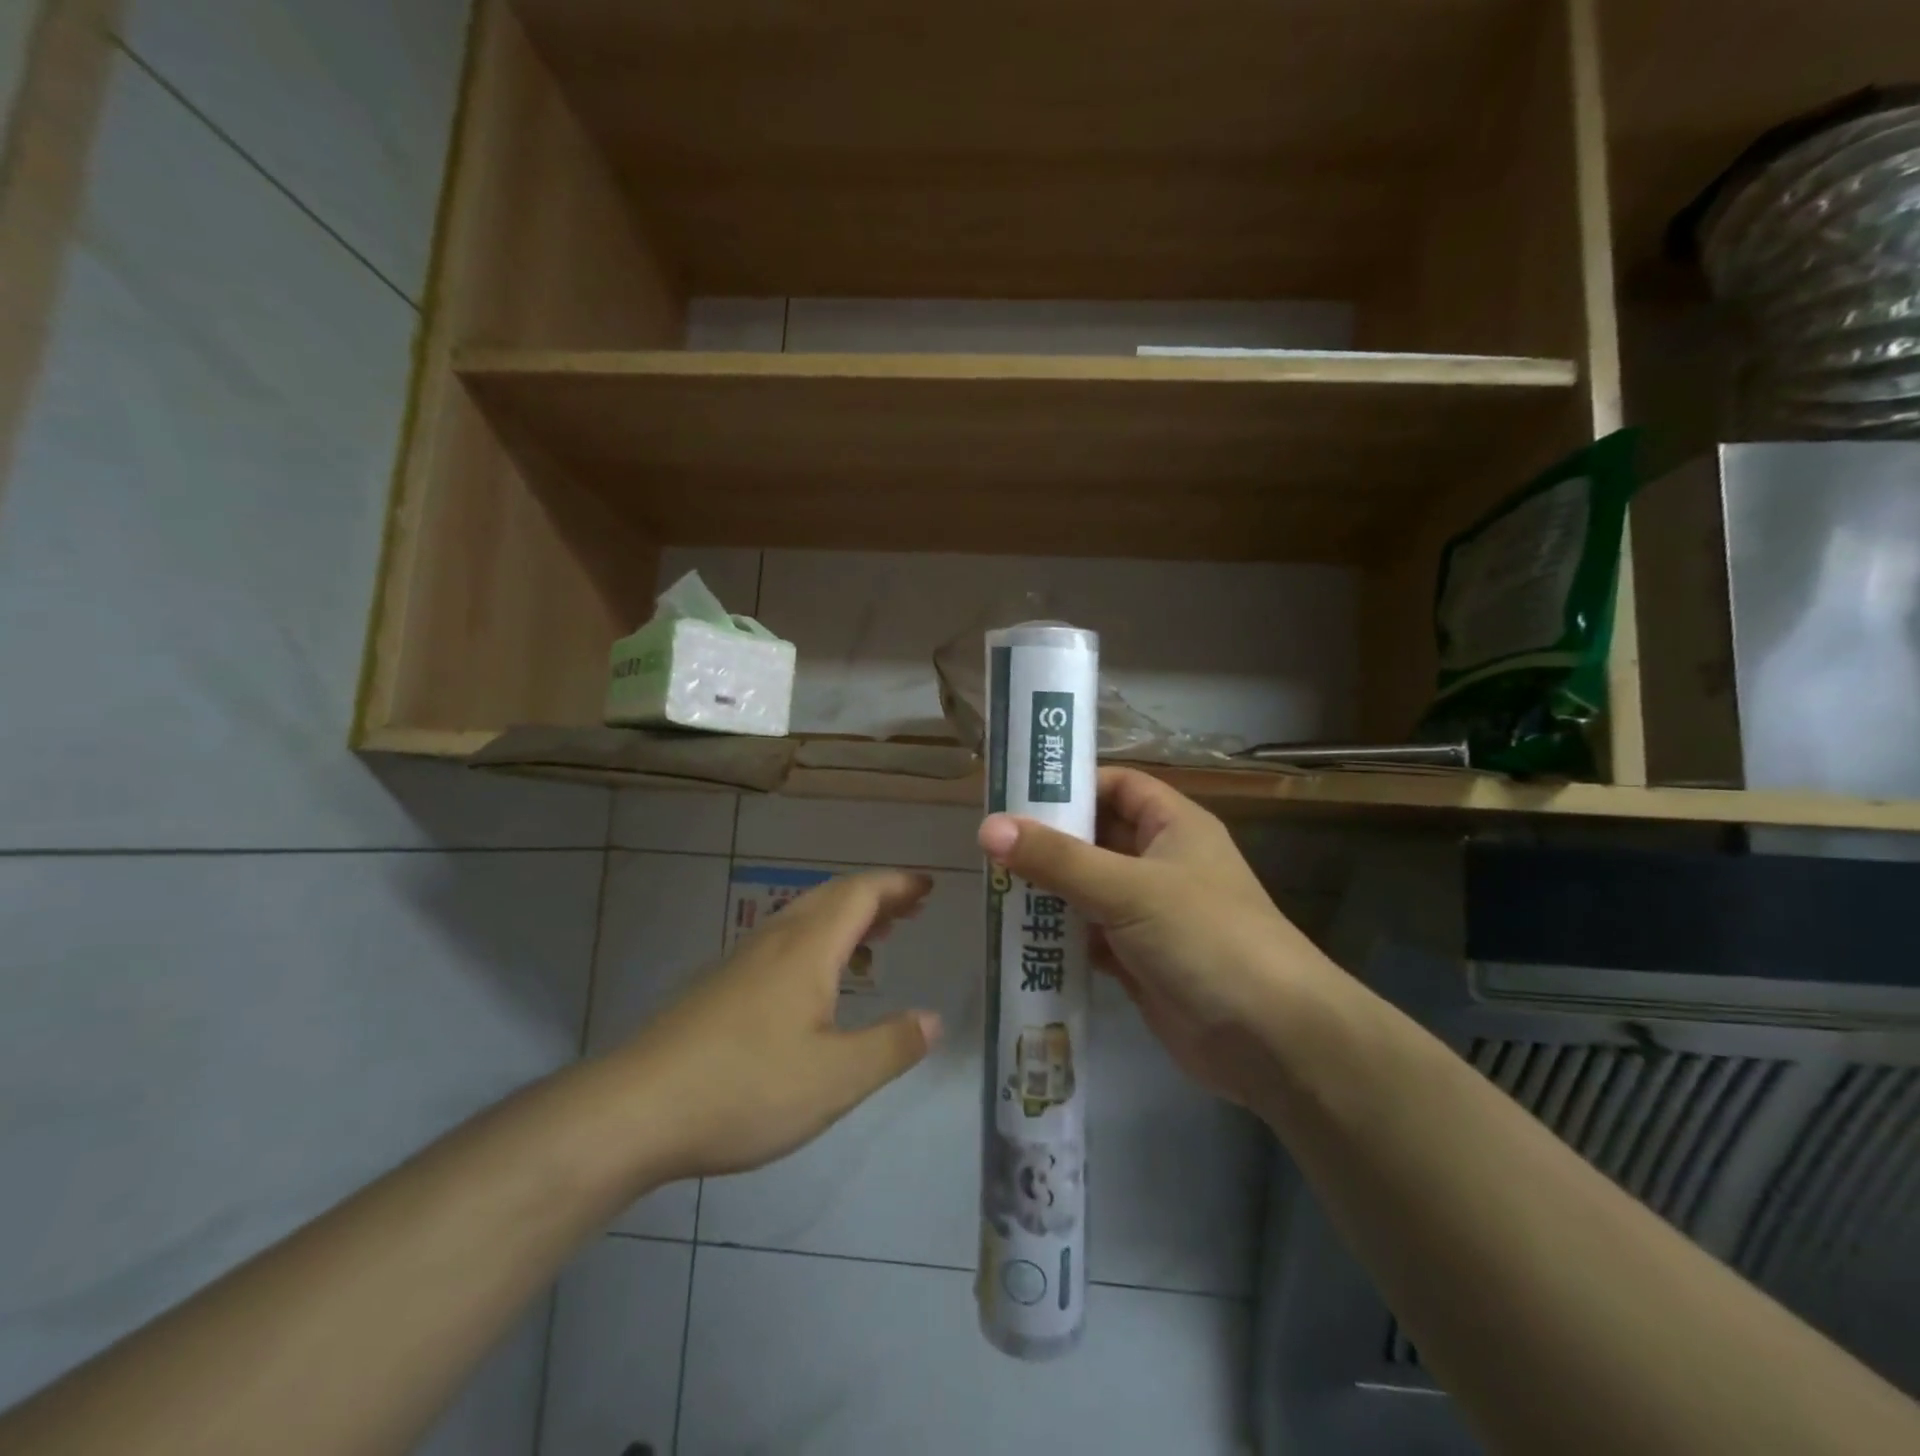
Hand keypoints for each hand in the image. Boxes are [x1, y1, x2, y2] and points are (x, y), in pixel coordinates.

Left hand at [613, 870, 942, 1180]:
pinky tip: (817, 984)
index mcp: (807, 948)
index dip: (898, 885)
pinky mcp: (719, 986)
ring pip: (804, 918)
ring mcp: (742, 961)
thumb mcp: (836, 1079)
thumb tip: (934, 1019)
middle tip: (912, 907)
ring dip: (846, 917)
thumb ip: (892, 1046)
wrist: (634, 1110)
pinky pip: (783, 942)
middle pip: (833, 897)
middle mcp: (775, 941)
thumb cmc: (745, 1088)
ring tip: (876, 937)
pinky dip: (818, 941)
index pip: (861, 894)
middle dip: (876, 896)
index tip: (929, 886)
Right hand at [979, 768, 1338, 1105]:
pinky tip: (1018, 937)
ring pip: (1088, 889)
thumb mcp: (1128, 889)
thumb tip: (988, 827)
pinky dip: (1059, 936)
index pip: (1118, 785)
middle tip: (988, 842)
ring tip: (991, 885)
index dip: (1073, 784)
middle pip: (1096, 838)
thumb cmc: (1206, 938)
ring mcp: (1150, 915)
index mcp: (1174, 826)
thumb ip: (1057, 859)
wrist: (1270, 1040)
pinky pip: (1089, 936)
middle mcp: (1162, 863)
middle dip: (1048, 841)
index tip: (1017, 792)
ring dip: (1047, 890)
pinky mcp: (1139, 960)